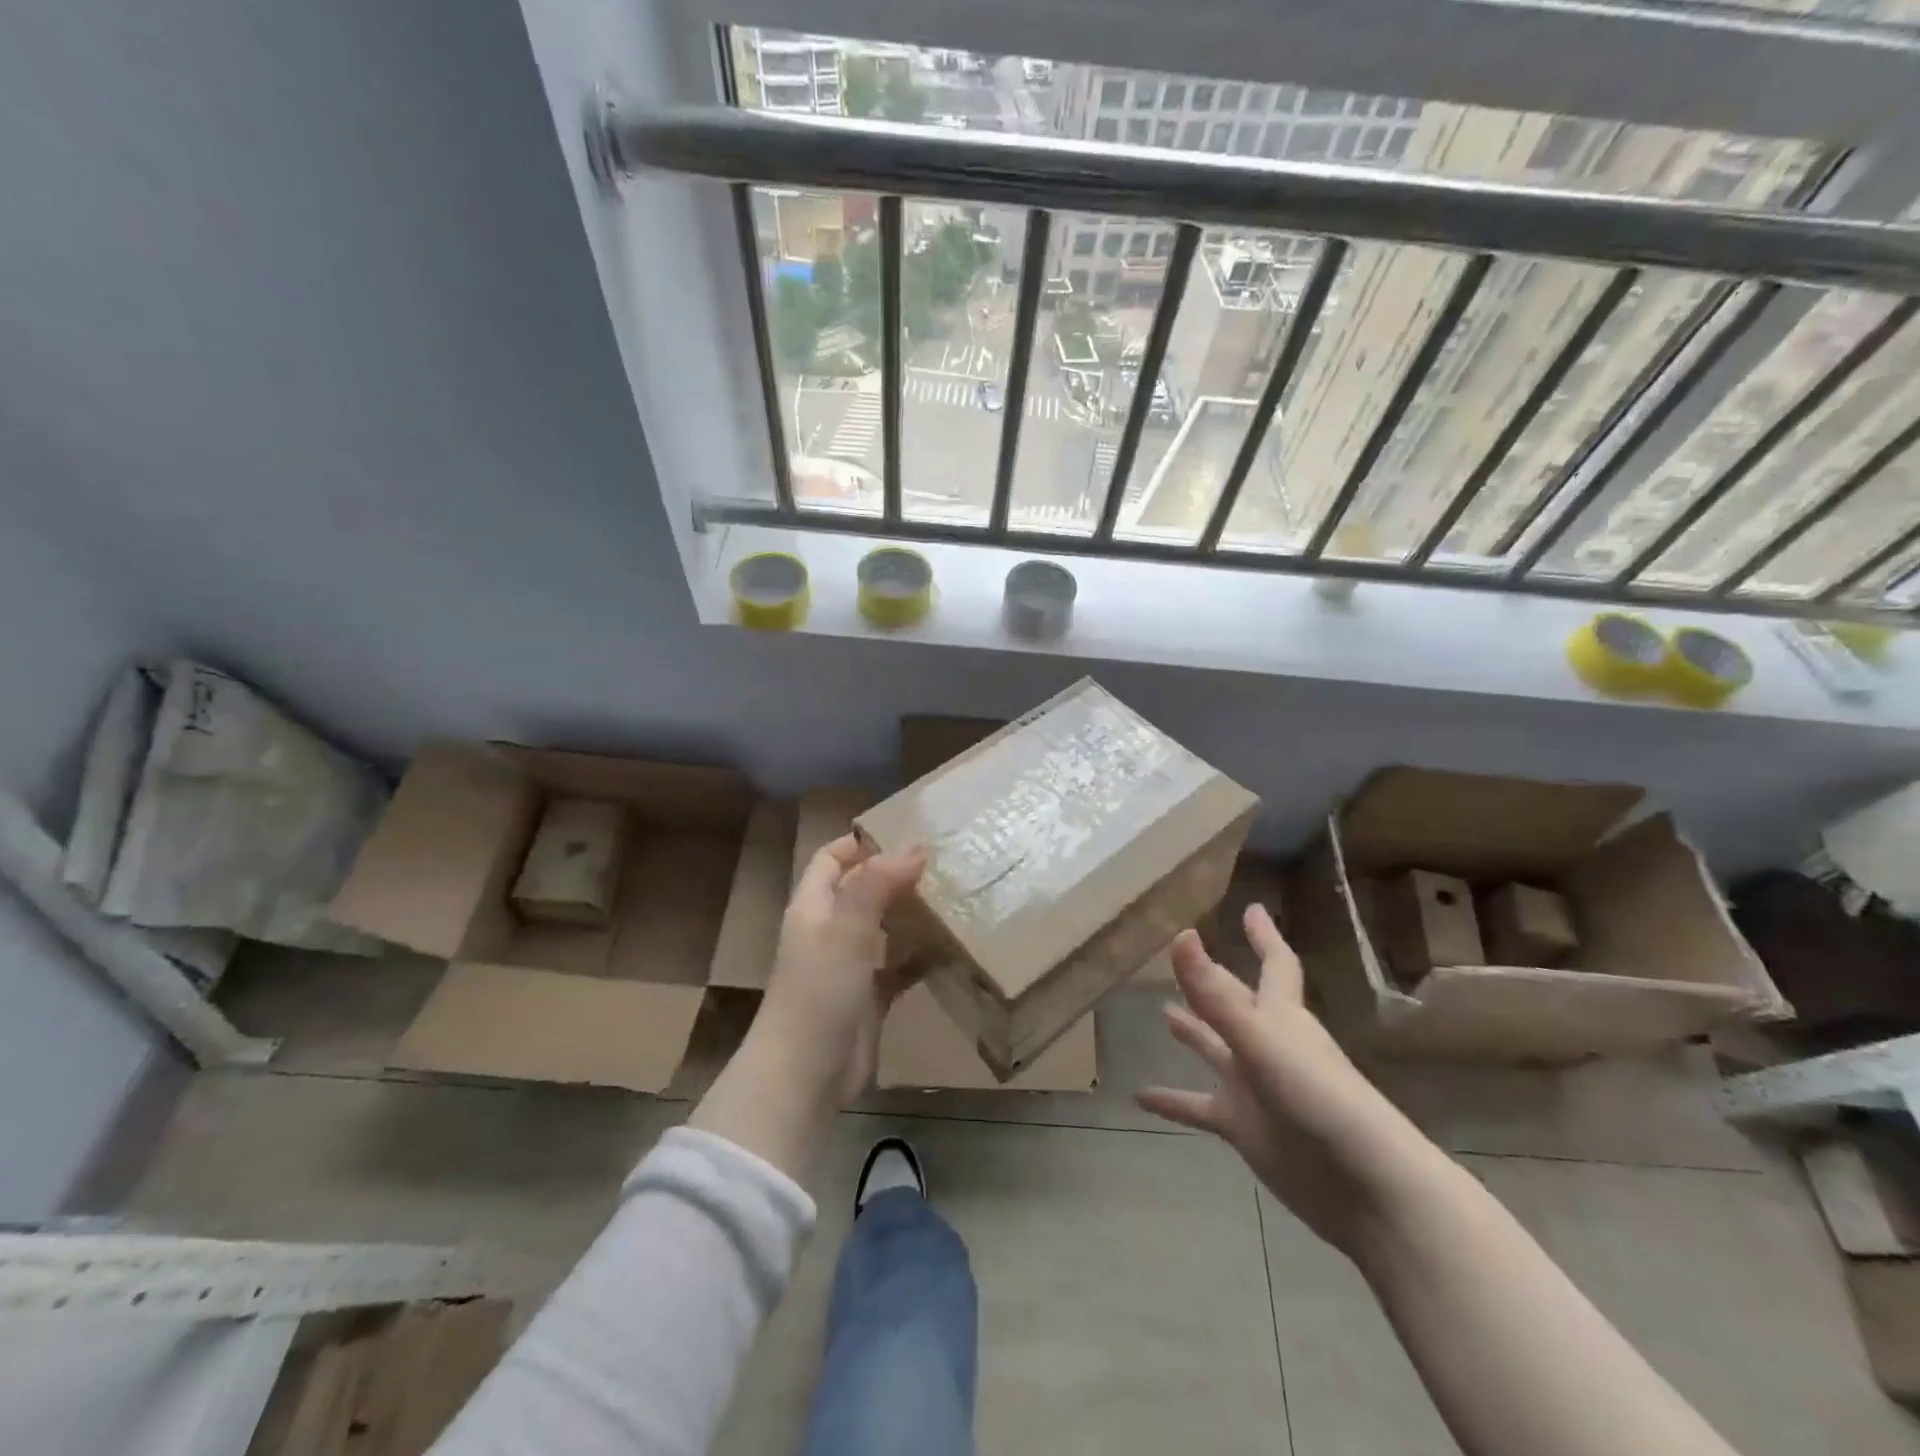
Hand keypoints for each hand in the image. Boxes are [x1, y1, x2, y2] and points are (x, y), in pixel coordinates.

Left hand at [691, 835, 924, 1180]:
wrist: (805, 1075)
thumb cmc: (819, 991)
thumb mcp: (845, 929)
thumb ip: (876, 884)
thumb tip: (915, 846)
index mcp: (813, 907)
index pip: (831, 858)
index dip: (861, 843)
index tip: (906, 833)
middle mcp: (829, 930)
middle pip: (861, 889)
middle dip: (895, 875)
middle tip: (943, 863)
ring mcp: (849, 965)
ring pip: (882, 926)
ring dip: (911, 912)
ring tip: (954, 896)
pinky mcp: (869, 997)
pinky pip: (898, 966)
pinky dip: (920, 955)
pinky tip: (950, 946)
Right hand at [1137, 905, 1443, 1255]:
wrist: (1365, 1189)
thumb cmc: (1319, 1099)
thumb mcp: (1260, 1040)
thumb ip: (1214, 994)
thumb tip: (1179, 935)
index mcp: (1280, 1016)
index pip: (1275, 964)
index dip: (1263, 935)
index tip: (1251, 908)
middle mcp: (1265, 1043)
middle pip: (1234, 1001)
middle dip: (1212, 979)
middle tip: (1180, 955)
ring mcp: (1253, 1086)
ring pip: (1214, 1049)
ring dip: (1191, 1032)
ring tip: (1161, 1013)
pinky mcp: (1244, 1127)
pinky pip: (1198, 1107)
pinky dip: (1172, 1102)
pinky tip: (1139, 1097)